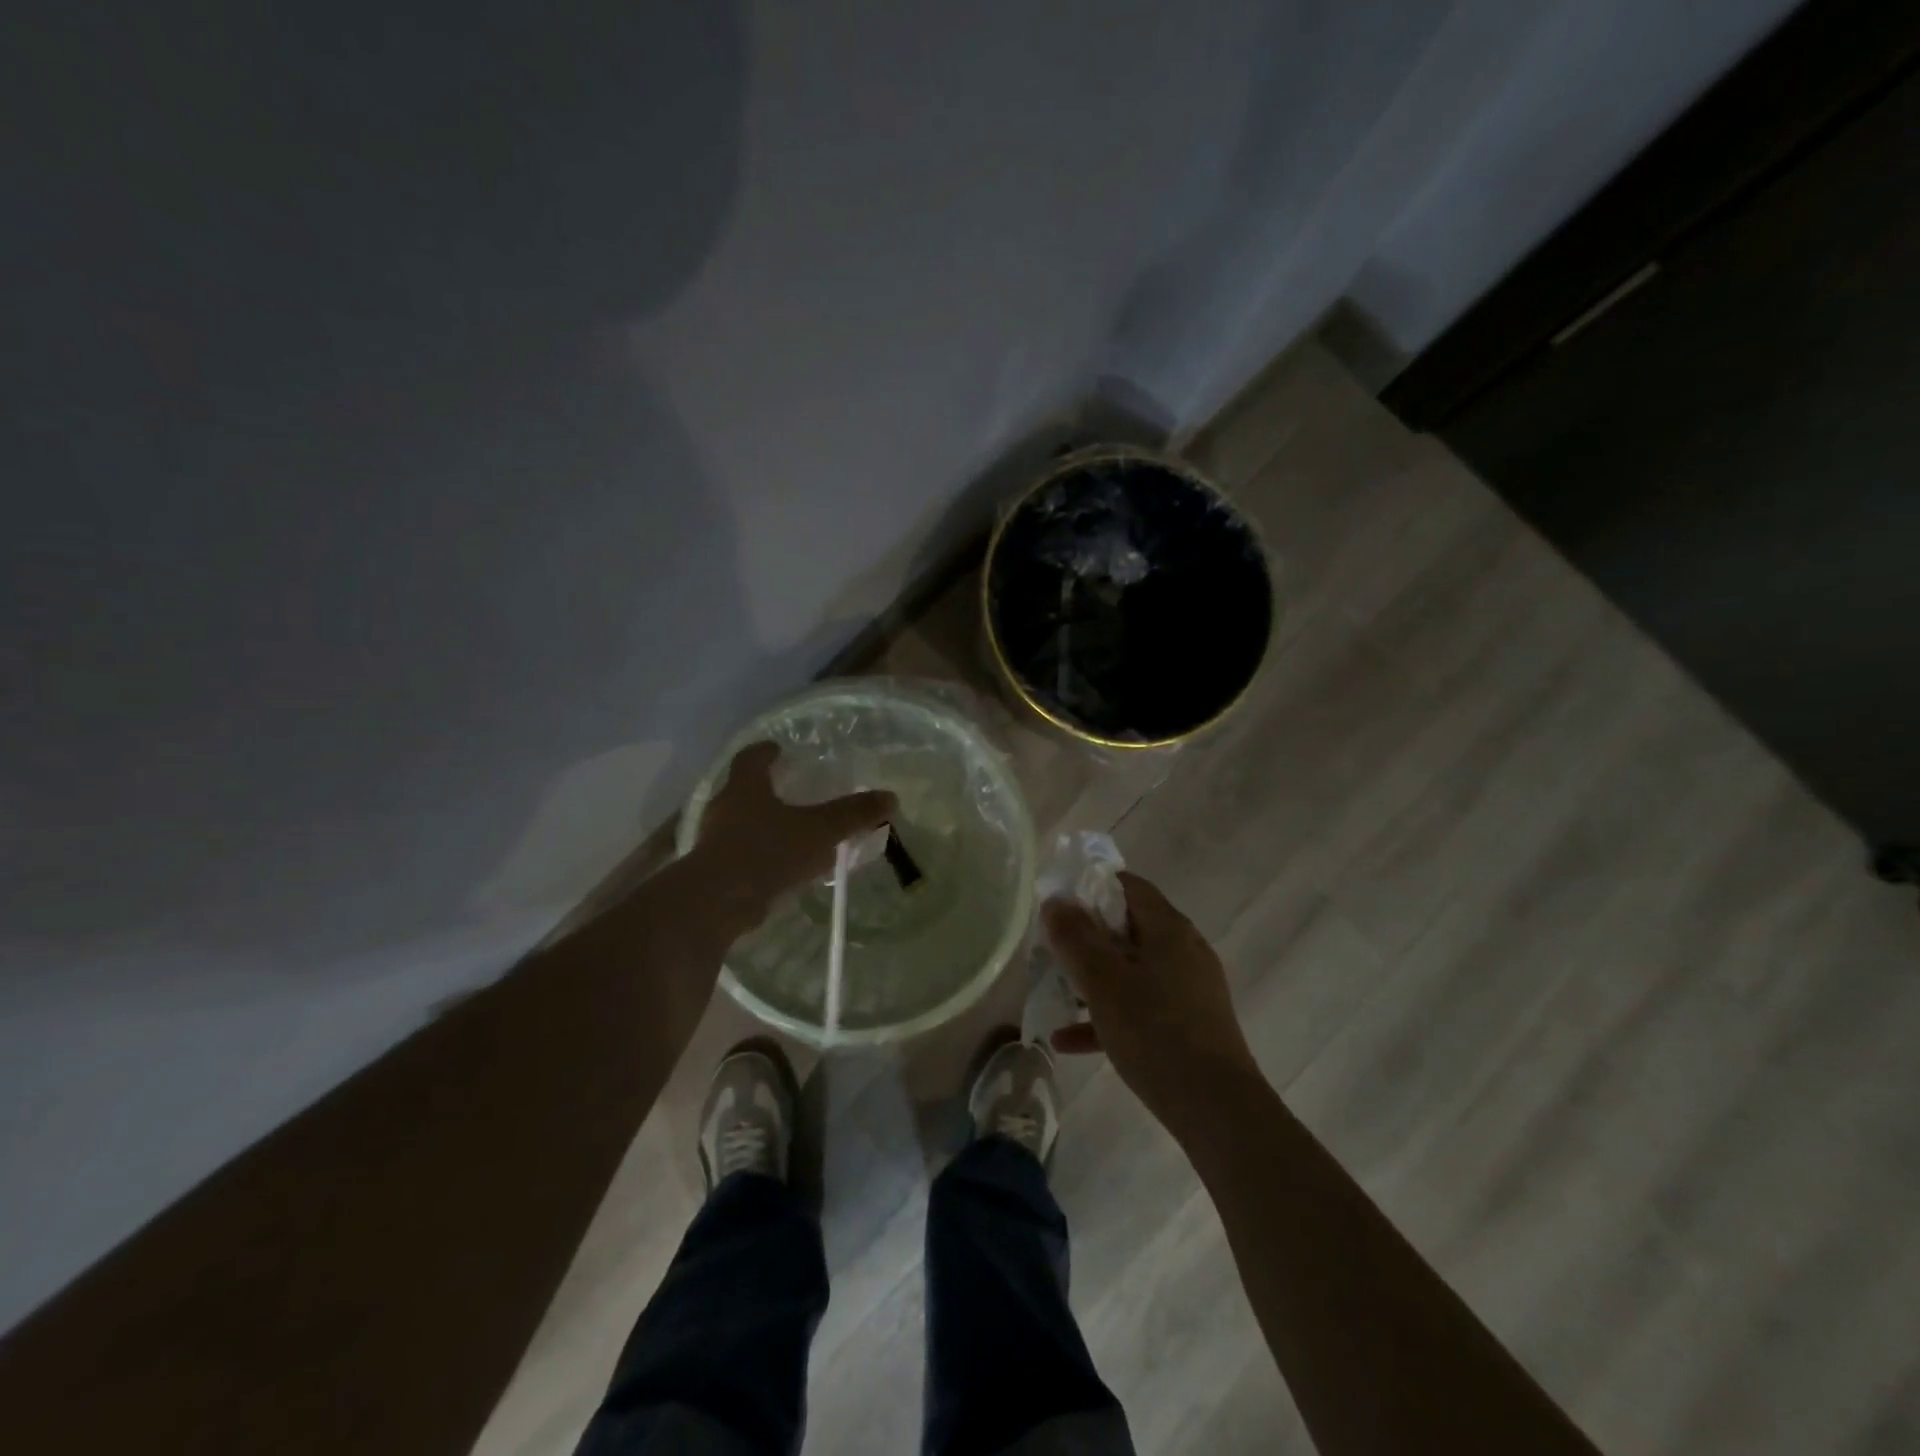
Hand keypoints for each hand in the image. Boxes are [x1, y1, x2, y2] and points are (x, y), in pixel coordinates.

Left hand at [691, 741, 896, 922]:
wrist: (719, 902)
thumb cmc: (767, 851)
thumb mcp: (819, 830)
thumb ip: (852, 814)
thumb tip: (890, 797)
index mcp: (745, 787)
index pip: (751, 758)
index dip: (765, 752)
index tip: (777, 749)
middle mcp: (725, 808)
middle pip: (743, 790)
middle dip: (766, 789)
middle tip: (790, 789)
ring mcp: (714, 841)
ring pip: (741, 824)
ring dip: (763, 825)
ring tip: (792, 832)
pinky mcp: (714, 872)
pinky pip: (742, 855)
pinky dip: (761, 855)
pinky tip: (783, 868)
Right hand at [1042, 871, 1260, 1133]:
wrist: (1217, 1109)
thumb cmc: (1154, 1032)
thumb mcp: (1102, 982)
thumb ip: (1074, 938)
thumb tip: (1056, 902)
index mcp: (1169, 928)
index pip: (1128, 886)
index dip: (1090, 887)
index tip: (1058, 904)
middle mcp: (1184, 949)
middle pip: (1129, 927)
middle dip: (1087, 936)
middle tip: (1052, 949)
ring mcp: (1190, 988)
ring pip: (1132, 969)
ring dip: (1094, 978)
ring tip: (1055, 992)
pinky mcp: (1190, 1023)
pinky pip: (1142, 1006)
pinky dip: (1109, 1014)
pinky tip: (1068, 1041)